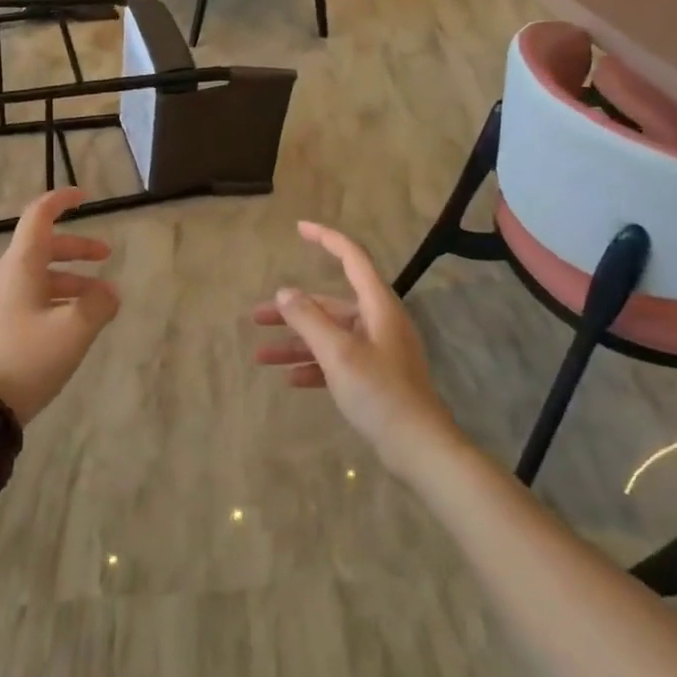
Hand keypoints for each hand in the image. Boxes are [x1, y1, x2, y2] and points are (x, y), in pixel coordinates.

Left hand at [0, 188, 119, 424]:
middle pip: (42, 247)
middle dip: (77, 249)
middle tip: (107, 256)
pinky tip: (72, 324)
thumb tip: (109, 293)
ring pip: (38, 276)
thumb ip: (98, 306)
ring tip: (100, 303)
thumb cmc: (26, 360)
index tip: (84, 197)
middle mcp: (4, 276)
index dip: (61, 201)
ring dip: (70, 280)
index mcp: (19, 266)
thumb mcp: (73, 332)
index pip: (38, 216)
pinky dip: (55, 299)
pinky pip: (29, 298)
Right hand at [253, 221, 459, 473]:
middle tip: (257, 316)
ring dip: (296, 343)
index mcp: (377, 306)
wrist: (419, 449)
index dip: (326, 238)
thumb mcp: (338, 353)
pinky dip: (314, 365)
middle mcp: (379, 322)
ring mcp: (378, 351)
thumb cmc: (380, 393)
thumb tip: (285, 292)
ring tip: (260, 356)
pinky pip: (337, 361)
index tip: (299, 228)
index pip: (352, 258)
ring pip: (329, 336)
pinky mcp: (375, 378)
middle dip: (293, 310)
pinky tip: (290, 379)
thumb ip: (309, 319)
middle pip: (330, 305)